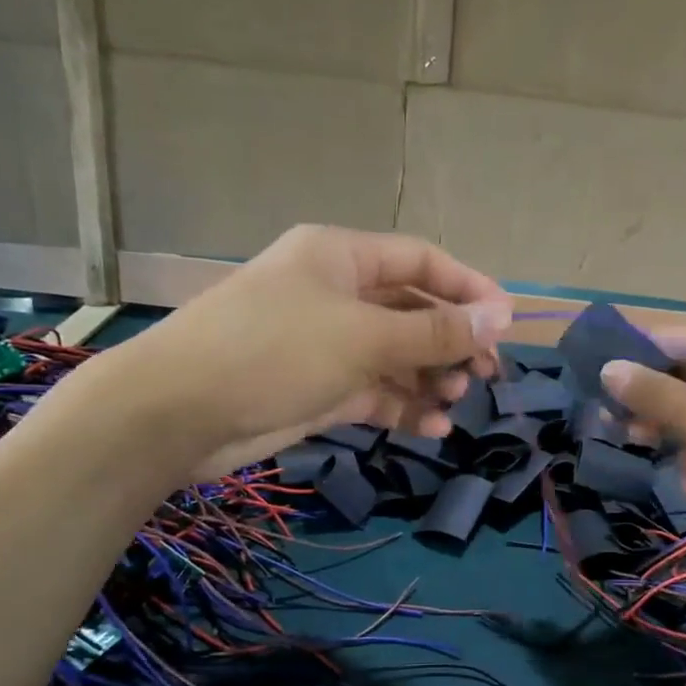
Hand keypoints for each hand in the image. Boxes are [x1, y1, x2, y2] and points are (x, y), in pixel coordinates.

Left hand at [89, 225, 511, 482]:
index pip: (421, 261)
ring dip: (429, 379)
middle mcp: (337, 294)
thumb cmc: (275, 351)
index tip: (506, 323)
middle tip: (485, 374)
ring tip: (456, 402)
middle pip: (412, 310)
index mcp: (342, 257)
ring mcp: (327, 343)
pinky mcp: (319, 388)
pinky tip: (432, 429)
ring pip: (396, 356)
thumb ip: (435, 330)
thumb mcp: (364, 336)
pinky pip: (375, 392)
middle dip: (451, 341)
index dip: (468, 288)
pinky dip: (403, 408)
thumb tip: (501, 317)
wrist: (179, 412)